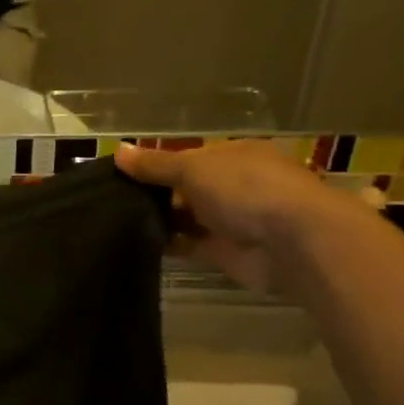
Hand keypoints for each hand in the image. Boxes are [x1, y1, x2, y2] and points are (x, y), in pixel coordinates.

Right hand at [116, 139, 372, 292]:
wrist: (293, 243)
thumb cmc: (245, 188)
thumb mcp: (192, 167)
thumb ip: (155, 164)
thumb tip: (118, 151)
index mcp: (233, 155)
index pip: (188, 157)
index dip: (157, 164)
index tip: (122, 174)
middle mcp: (234, 185)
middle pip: (186, 187)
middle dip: (154, 193)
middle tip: (110, 198)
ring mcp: (231, 220)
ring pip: (185, 216)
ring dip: (158, 219)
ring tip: (114, 220)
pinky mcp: (224, 252)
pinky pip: (188, 245)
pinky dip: (166, 244)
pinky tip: (134, 241)